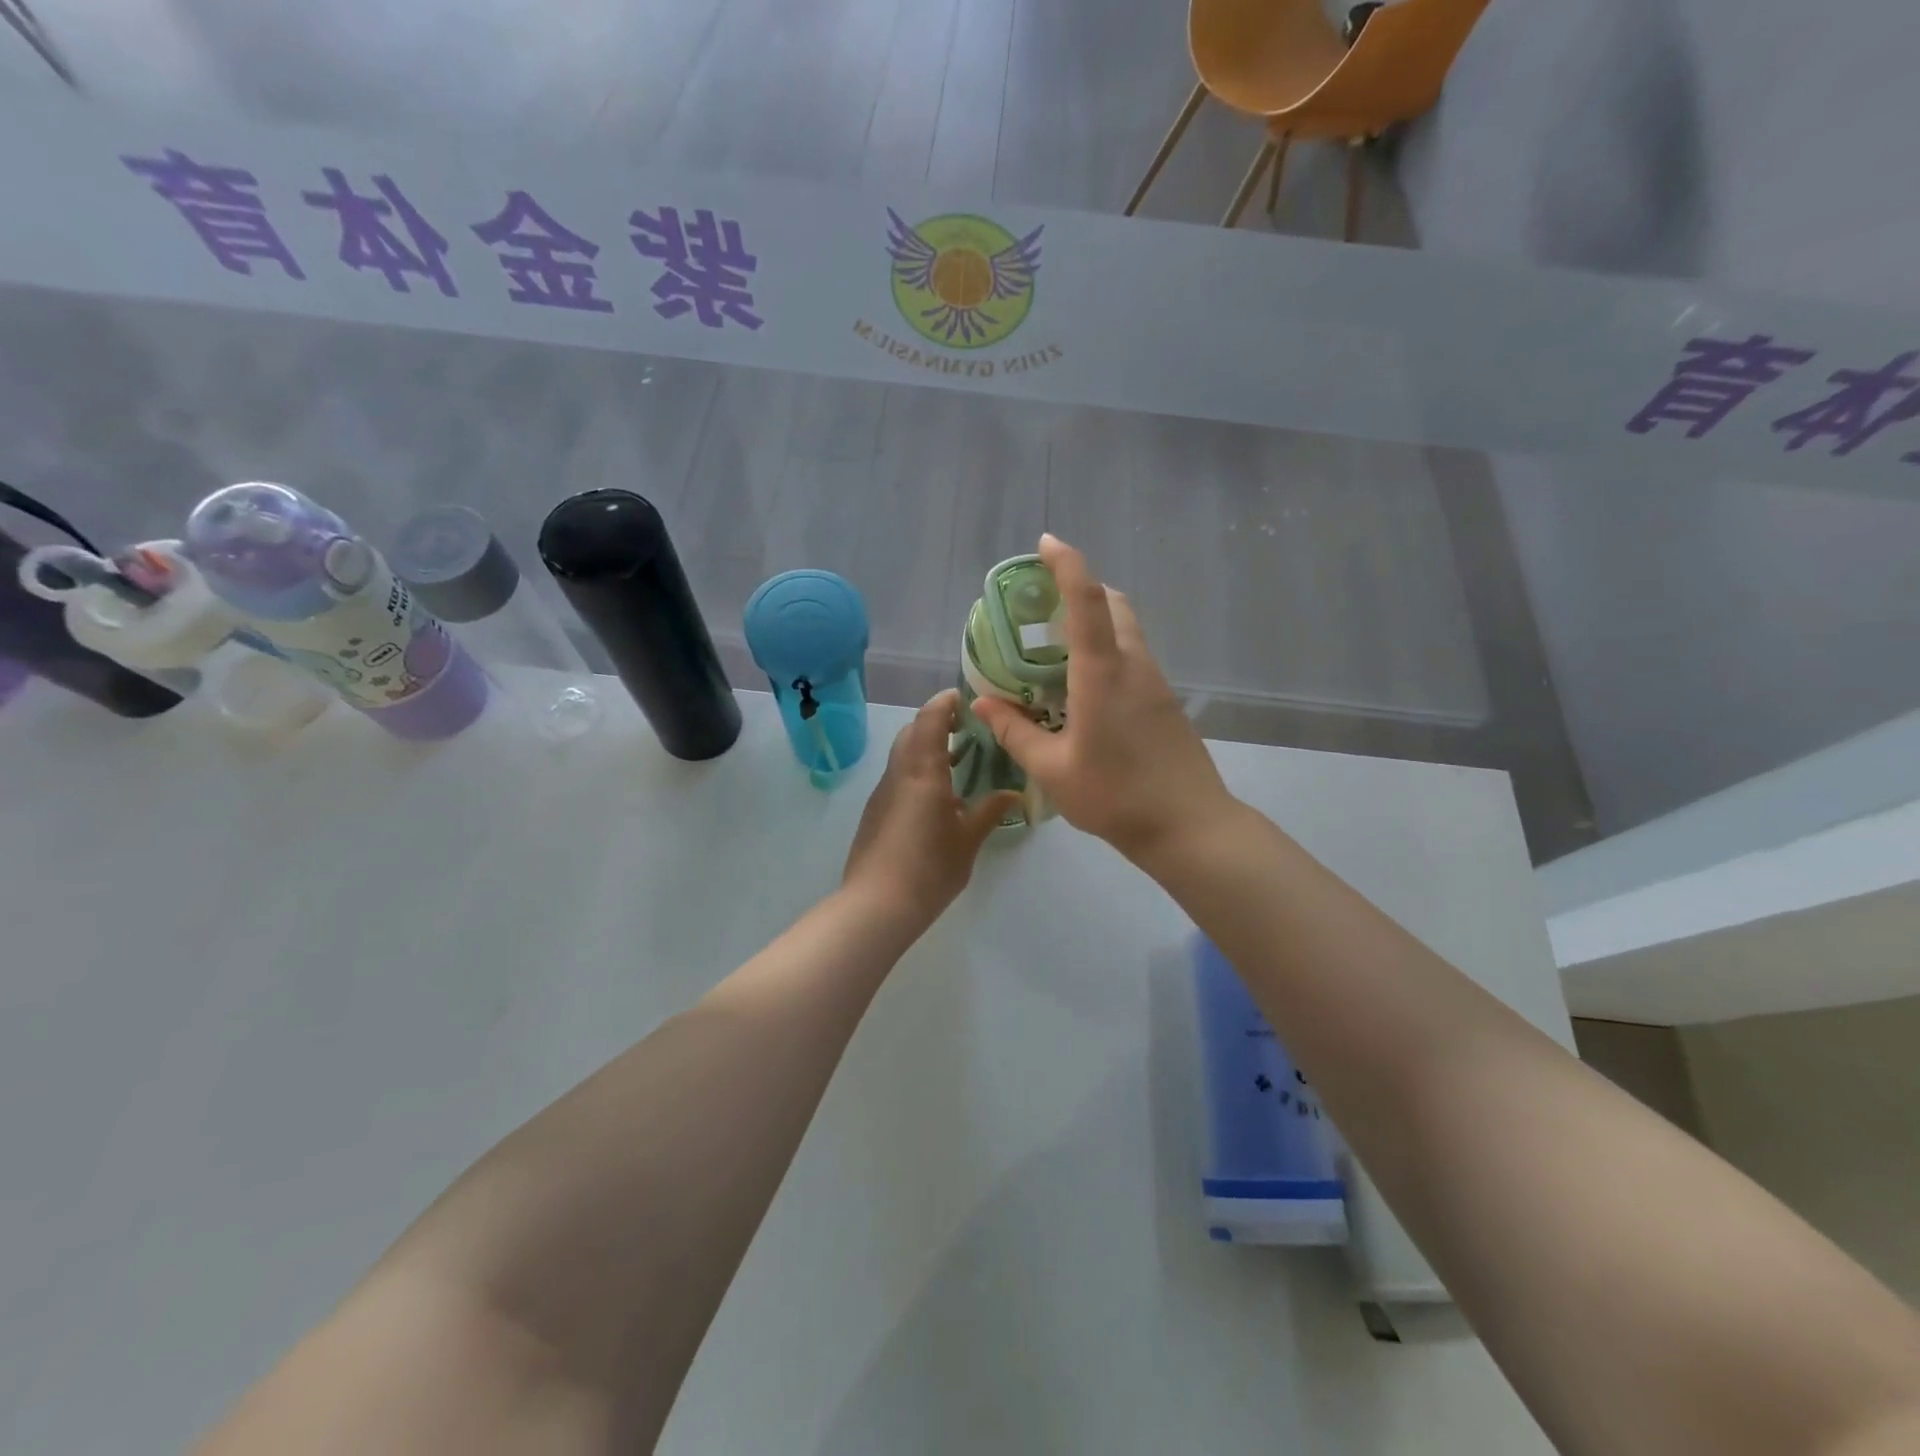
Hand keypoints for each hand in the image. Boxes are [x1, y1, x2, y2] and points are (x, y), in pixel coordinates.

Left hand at [843, 690, 1019, 928]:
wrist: (876, 905)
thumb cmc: (929, 869)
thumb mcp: (968, 840)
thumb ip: (989, 811)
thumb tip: (1013, 793)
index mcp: (922, 771)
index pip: (930, 718)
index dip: (947, 702)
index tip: (967, 698)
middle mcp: (899, 773)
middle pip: (913, 732)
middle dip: (937, 723)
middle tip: (968, 730)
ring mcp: (883, 793)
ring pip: (903, 755)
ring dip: (927, 748)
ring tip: (959, 762)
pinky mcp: (876, 812)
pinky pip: (899, 778)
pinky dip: (918, 772)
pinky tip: (939, 797)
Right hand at [973, 534, 1235, 862]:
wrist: (1189, 826)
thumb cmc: (1115, 795)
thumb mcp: (1052, 768)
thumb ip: (1015, 731)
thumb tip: (983, 702)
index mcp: (1103, 672)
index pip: (1086, 599)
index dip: (1067, 563)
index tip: (1046, 543)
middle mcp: (1134, 665)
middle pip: (1113, 605)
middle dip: (1080, 589)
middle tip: (1042, 606)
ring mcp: (1156, 683)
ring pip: (1126, 631)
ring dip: (1096, 622)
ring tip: (1055, 650)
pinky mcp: (1166, 702)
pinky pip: (1133, 658)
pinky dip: (1108, 651)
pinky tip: (1084, 689)